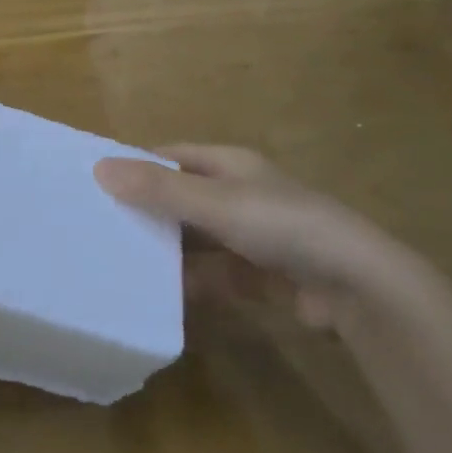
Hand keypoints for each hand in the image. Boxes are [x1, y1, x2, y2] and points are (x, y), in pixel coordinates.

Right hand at [95, 144, 419, 328]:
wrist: (357, 287)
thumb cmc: (282, 225)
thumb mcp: (215, 202)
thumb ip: (158, 188)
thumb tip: (99, 167)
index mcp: (229, 165)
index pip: (170, 156)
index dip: (135, 165)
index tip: (94, 182)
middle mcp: (237, 195)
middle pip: (179, 198)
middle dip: (145, 211)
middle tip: (98, 227)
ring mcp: (249, 237)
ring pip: (194, 240)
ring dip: (166, 250)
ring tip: (119, 263)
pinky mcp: (258, 277)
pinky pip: (212, 275)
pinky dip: (189, 283)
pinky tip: (161, 296)